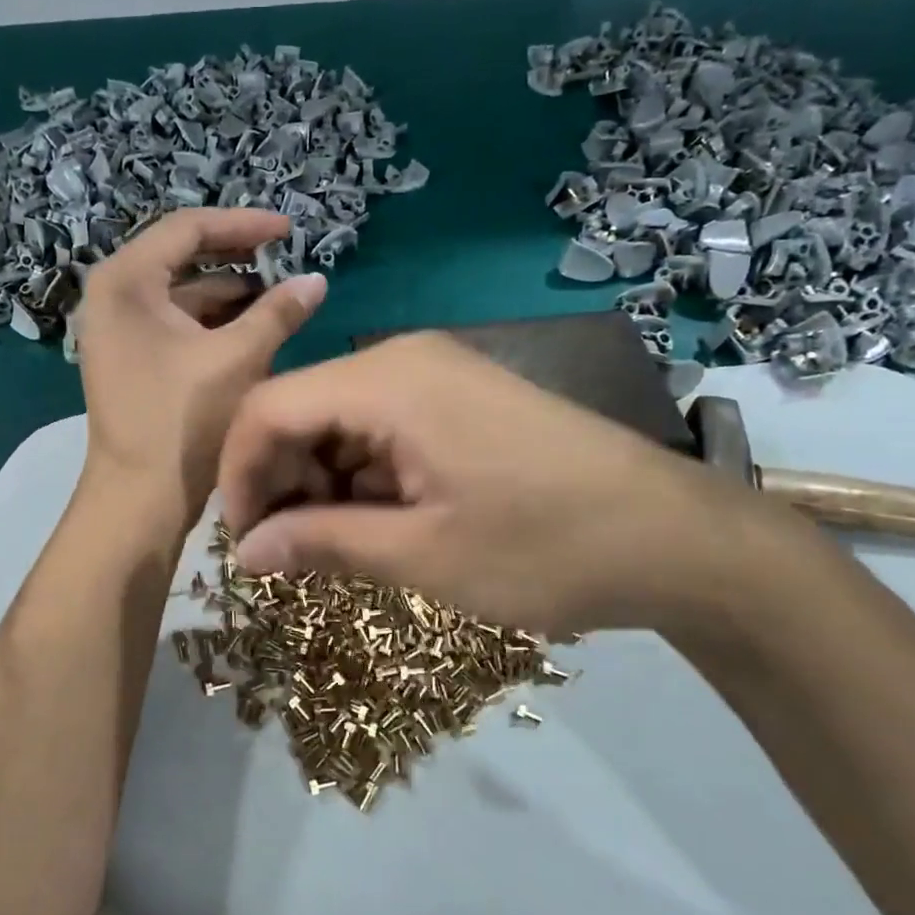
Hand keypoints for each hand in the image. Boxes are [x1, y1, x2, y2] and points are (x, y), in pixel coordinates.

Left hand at [75, 209, 326, 515]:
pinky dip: (213, 322)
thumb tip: (316, 280)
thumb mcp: (238, 358)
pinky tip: (253, 328)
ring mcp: (117, 328)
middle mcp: (112, 295)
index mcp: (125, 281)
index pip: (188, 228)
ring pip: (182, 293)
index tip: (290, 230)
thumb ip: (278, 312)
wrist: (139, 498)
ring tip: (280, 296)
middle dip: (238, 257)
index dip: (244, 225)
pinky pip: (176, 322)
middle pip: (182, 256)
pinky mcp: (130, 356)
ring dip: (230, 293)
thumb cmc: (182, 421)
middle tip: (286, 257)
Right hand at [217, 331, 793, 638]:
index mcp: (386, 380)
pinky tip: (383, 523)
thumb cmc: (544, 547)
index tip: (241, 543)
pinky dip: (364, 475)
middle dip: (280, 481)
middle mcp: (403, 359)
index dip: (238, 474)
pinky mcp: (460, 399)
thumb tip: (242, 554)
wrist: (676, 538)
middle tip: (288, 555)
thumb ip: (320, 544)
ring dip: (321, 483)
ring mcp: (437, 375)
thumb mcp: (422, 554)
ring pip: (338, 421)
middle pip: (300, 409)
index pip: (267, 407)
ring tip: (338, 548)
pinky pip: (381, 427)